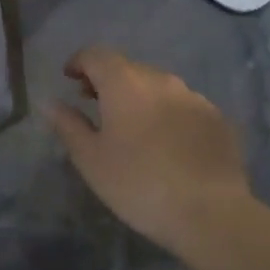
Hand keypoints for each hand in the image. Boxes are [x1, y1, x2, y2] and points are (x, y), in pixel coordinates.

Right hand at [46, 45, 255, 253]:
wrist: (210, 214)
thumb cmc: (138, 184)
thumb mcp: (90, 159)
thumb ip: (68, 125)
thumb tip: (51, 103)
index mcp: (125, 84)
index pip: (96, 55)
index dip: (79, 62)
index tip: (69, 79)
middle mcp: (162, 80)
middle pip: (128, 68)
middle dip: (107, 80)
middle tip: (94, 104)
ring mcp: (195, 98)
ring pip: (158, 86)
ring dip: (139, 96)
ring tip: (130, 125)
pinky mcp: (217, 119)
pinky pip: (183, 106)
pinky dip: (166, 113)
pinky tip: (165, 143)